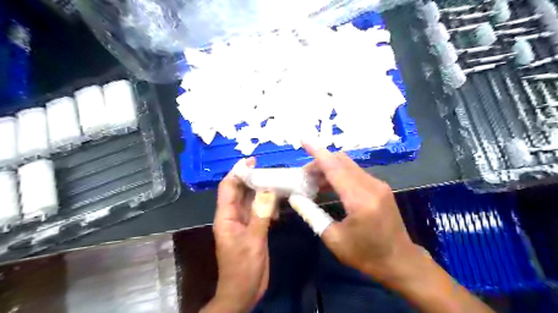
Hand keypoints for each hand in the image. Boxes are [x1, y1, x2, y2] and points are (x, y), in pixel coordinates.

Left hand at [203, 159, 276, 312]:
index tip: (251, 160)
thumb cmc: (244, 268)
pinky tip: (278, 200)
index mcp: (226, 216)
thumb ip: (261, 215)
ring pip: (250, 199)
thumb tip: (269, 190)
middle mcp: (233, 216)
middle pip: (239, 191)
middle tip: (269, 168)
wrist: (243, 292)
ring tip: (276, 179)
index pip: (228, 187)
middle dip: (251, 178)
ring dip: (261, 189)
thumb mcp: (253, 240)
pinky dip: (267, 203)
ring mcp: (243, 222)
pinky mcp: (252, 228)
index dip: (237, 172)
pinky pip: (258, 210)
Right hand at [304, 143, 420, 281]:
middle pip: (341, 161)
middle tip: (303, 176)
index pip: (335, 167)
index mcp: (360, 199)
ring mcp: (378, 185)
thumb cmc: (366, 255)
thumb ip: (312, 215)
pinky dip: (339, 174)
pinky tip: (329, 186)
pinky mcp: (380, 188)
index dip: (317, 152)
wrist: (400, 262)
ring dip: (329, 168)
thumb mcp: (334, 239)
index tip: (304, 140)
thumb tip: (295, 198)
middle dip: (320, 163)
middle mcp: (371, 186)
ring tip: (313, 182)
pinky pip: (356, 173)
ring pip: (348, 165)